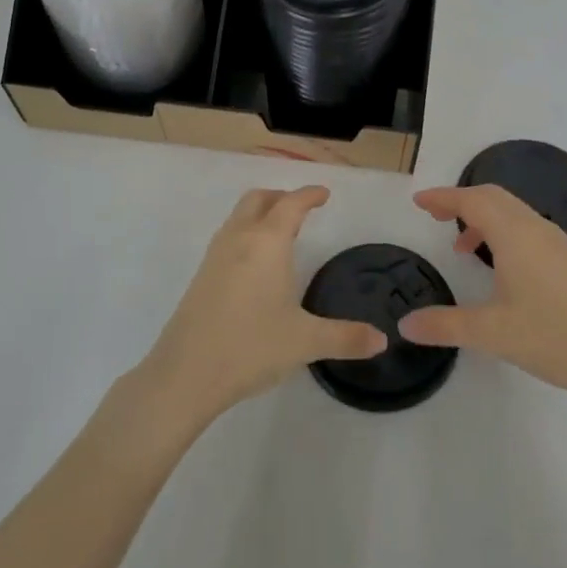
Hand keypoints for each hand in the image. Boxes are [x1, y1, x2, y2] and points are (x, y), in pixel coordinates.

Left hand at [138, 187, 386, 427]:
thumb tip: (381, 340)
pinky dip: (246, 233)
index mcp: (267, 243)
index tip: (324, 194)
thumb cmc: (250, 346)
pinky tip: (254, 265)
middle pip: (259, 200)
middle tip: (302, 209)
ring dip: (260, 213)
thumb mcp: (305, 342)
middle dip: (281, 197)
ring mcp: (215, 256)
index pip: (291, 204)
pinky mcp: (201, 276)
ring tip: (280, 233)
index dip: (309, 195)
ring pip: (239, 216)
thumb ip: (345, 338)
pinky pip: (228, 237)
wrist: (185, 373)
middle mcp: (239, 239)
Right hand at [398, 183, 566, 399]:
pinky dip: (501, 229)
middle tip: (434, 216)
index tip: (418, 203)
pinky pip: (525, 226)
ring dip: (482, 216)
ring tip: (461, 247)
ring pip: (511, 210)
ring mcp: (555, 241)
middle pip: (492, 197)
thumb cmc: (552, 336)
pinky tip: (498, 265)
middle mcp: (535, 228)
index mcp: (514, 235)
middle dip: (461, 200)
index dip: (443, 198)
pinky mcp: (566, 258)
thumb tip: (405, 325)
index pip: (472, 201)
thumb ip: (444, 325)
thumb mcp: (491, 333)